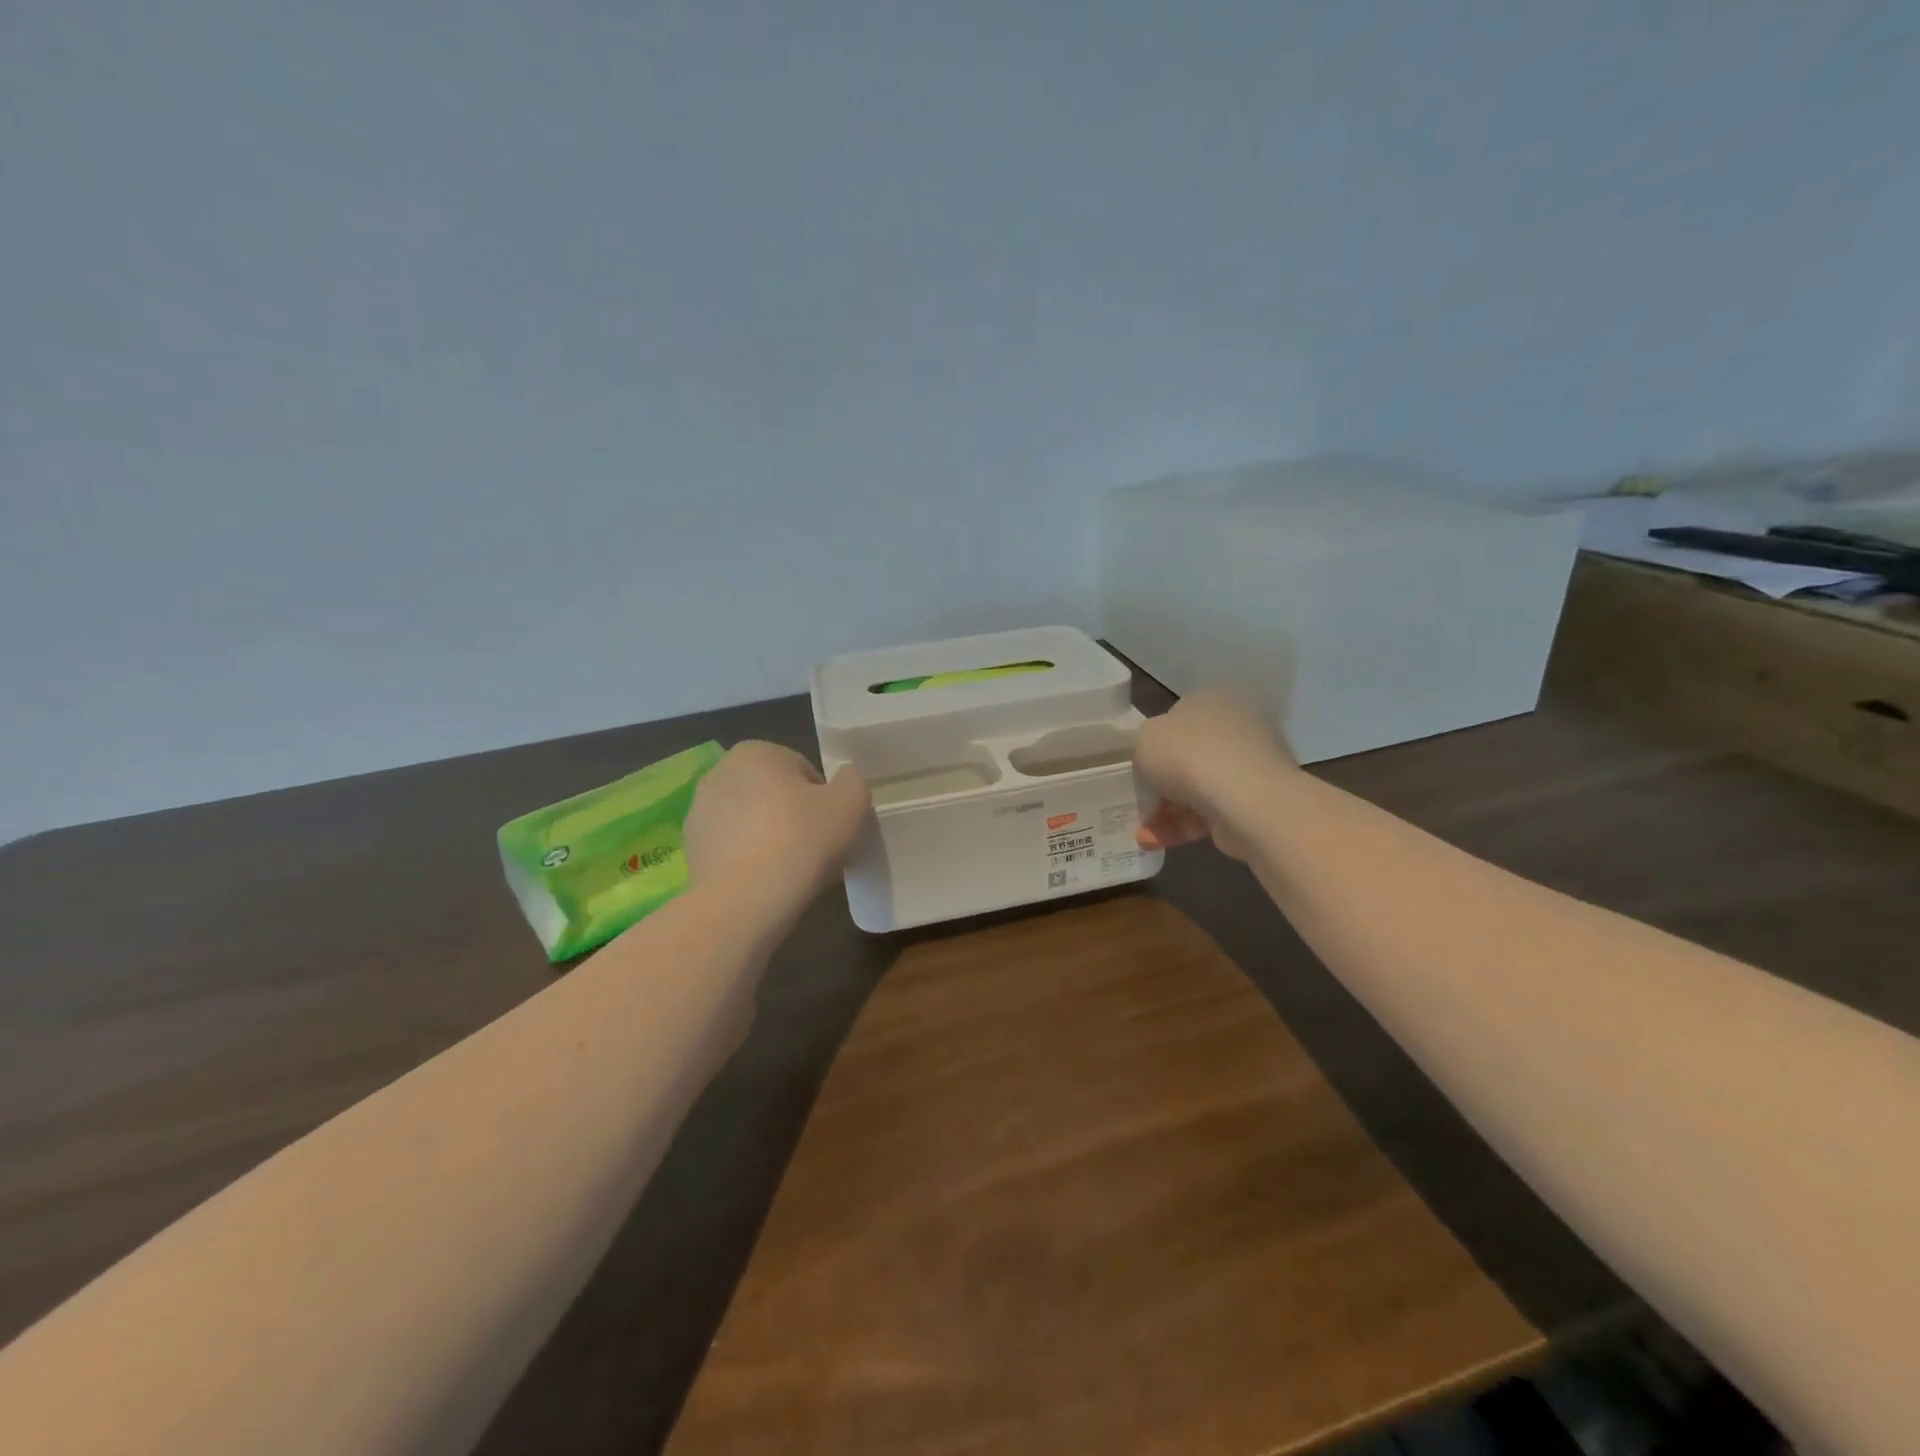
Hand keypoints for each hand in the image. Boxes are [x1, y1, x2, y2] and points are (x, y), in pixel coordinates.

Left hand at [684, 742, 870, 901]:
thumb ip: (853, 780)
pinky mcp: (690, 849)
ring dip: (771, 837)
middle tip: (816, 849)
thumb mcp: (851, 802)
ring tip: (791, 870)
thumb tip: (844, 780)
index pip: (805, 771)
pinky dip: (750, 860)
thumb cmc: (802, 840)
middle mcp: (720, 772)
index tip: (832, 828)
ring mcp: (699, 812)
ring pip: (753, 821)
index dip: (826, 800)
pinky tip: (766, 882)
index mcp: (756, 751)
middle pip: (775, 794)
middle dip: (795, 816)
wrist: (746, 901)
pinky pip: (733, 848)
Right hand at [1131, 690, 1293, 859]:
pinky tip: (1157, 842)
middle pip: (1187, 758)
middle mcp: (1236, 727)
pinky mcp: (1255, 802)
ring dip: (1166, 813)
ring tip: (1143, 836)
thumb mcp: (1143, 740)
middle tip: (1140, 806)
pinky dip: (1182, 827)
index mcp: (1211, 700)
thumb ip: (1144, 751)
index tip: (1139, 772)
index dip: (1154, 747)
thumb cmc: (1188, 756)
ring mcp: (1249, 766)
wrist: (1244, 798)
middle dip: (1159, 787)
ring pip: (1197, 790)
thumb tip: (1156, 773)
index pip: (1177, 719)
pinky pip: (1211, 813)